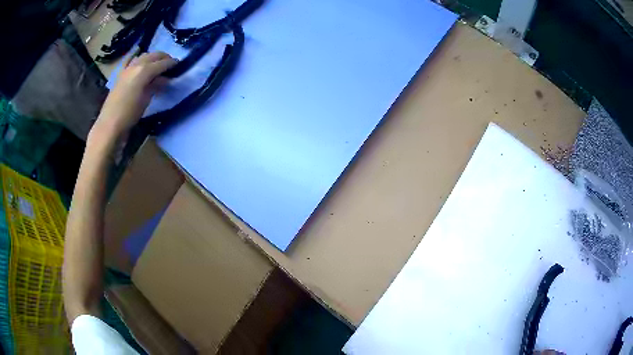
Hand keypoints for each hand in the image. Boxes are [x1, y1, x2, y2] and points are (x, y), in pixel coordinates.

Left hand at [92, 51, 176, 140]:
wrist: (110, 124)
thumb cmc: (130, 114)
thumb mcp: (147, 99)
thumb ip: (156, 85)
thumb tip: (163, 79)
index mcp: (144, 70)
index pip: (163, 63)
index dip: (172, 63)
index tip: (180, 65)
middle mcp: (136, 65)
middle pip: (153, 55)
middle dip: (164, 57)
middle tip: (171, 64)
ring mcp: (127, 68)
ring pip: (143, 56)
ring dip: (152, 57)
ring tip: (157, 64)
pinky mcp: (120, 74)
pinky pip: (130, 60)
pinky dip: (136, 58)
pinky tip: (139, 59)